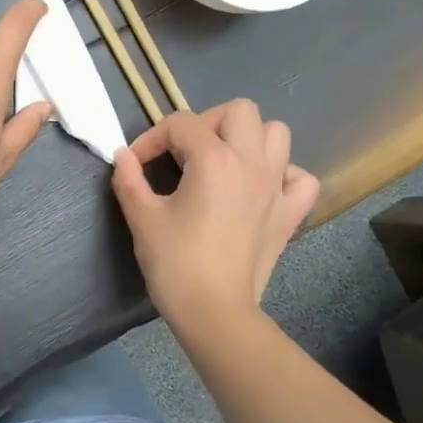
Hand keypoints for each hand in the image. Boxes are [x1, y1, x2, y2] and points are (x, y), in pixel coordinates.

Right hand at [111, 100, 318, 330]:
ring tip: (222, 162)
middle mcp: (252, 162)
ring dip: (248, 139)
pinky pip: (300, 177)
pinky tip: (259, 188)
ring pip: (277, 133)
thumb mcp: (142, 217)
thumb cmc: (175, 262)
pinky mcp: (290, 213)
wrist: (214, 311)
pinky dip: (282, 174)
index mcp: (214, 159)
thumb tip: (123, 156)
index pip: (181, 123)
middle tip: (185, 152)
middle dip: (207, 122)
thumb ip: (128, 178)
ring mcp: (277, 186)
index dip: (152, 138)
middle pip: (239, 111)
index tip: (136, 163)